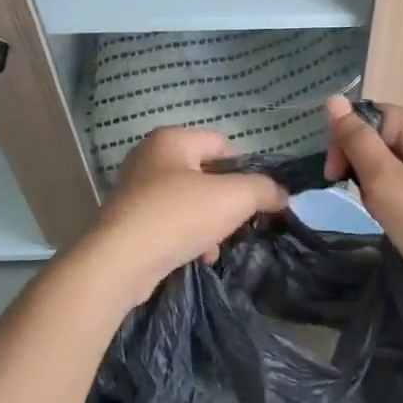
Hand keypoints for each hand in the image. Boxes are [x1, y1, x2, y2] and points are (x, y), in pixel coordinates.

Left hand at [80, 127, 287, 302]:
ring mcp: (135, 191)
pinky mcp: (129, 222)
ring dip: (209, 224)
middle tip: (238, 222)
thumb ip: (263, 189)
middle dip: (226, 201)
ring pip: (189, 202)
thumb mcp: (234, 197)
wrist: (120, 262)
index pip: (222, 145)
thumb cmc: (178, 216)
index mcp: (171, 140)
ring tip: (216, 247)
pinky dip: (188, 238)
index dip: (244, 169)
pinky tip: (198, 257)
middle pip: (206, 175)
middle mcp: (149, 158)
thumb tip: (281, 194)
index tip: (256, 197)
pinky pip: (170, 224)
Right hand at [322, 96, 402, 322]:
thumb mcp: (386, 181)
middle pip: (384, 141)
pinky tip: (394, 224)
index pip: (378, 116)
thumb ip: (357, 141)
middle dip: (364, 168)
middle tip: (365, 200)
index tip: (333, 173)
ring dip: (377, 190)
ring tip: (384, 216)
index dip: (350, 138)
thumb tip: (333, 100)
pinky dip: (392, 204)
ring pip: (391, 169)